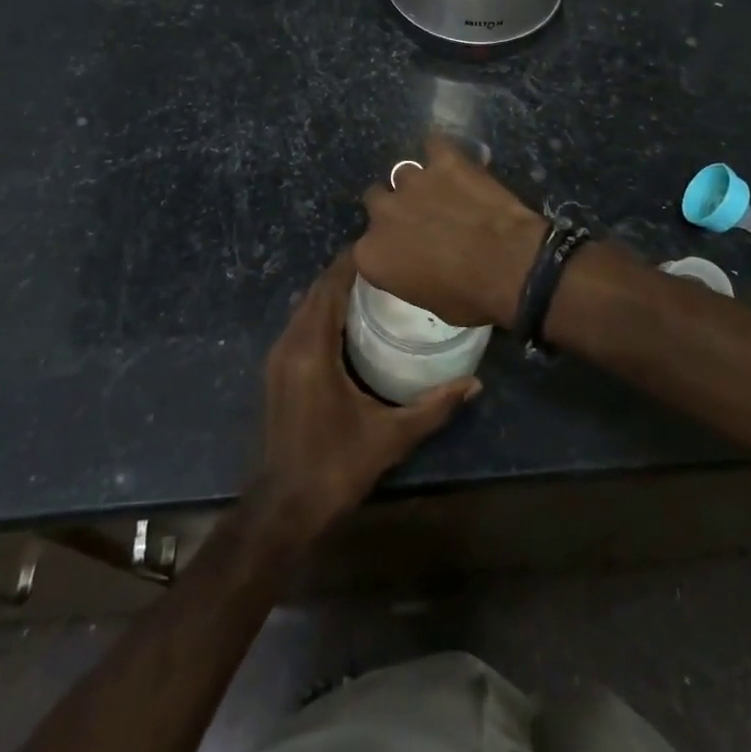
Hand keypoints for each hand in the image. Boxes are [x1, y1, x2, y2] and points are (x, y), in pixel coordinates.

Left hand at [253, 249, 478, 540]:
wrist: (283, 508)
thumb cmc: (336, 467)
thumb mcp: (391, 436)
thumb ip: (434, 407)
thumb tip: (474, 384)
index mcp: (312, 349)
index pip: (330, 287)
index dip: (352, 261)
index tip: (382, 242)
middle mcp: (290, 343)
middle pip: (316, 291)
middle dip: (346, 271)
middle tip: (387, 260)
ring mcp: (278, 357)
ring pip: (306, 306)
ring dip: (333, 289)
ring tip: (373, 282)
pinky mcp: (276, 370)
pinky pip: (301, 323)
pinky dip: (322, 309)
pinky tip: (350, 317)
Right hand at [356, 136, 547, 328]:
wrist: (513, 267)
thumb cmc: (471, 297)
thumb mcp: (428, 301)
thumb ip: (407, 274)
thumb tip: (414, 263)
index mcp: (371, 254)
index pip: (364, 245)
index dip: (384, 245)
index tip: (401, 250)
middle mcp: (383, 213)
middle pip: (377, 200)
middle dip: (395, 208)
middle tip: (421, 219)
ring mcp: (413, 181)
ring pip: (404, 174)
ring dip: (418, 184)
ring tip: (443, 193)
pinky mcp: (444, 160)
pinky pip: (434, 145)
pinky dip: (441, 153)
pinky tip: (453, 163)